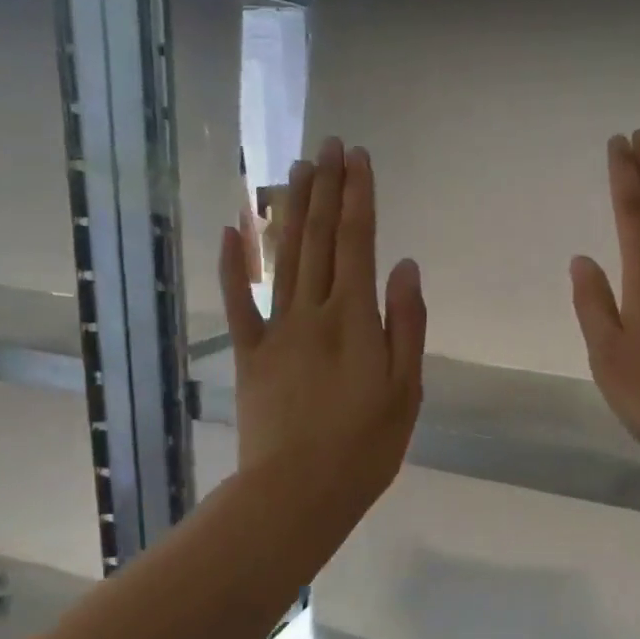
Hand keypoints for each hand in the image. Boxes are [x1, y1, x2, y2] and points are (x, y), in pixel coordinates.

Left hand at [218, 137, 425, 519]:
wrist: (298, 491)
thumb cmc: (366, 445)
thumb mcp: (407, 388)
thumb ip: (406, 323)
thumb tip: (405, 264)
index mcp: (355, 319)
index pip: (358, 242)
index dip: (359, 197)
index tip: (359, 158)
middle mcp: (313, 312)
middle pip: (318, 238)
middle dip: (324, 189)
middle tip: (326, 146)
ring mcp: (275, 330)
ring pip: (283, 257)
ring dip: (289, 210)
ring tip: (296, 170)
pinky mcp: (249, 353)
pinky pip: (238, 301)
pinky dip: (233, 264)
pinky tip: (232, 229)